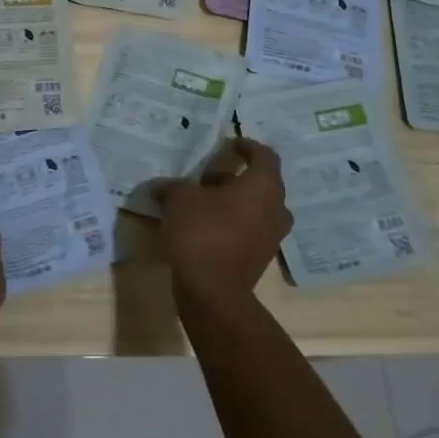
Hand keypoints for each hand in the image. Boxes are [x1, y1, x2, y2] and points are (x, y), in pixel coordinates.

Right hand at [156, 139, 293, 303]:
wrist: (213, 292)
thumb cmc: (201, 233)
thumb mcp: (179, 200)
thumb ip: (173, 186)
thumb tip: (162, 186)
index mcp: (263, 186)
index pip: (265, 155)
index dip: (247, 146)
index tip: (228, 144)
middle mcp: (276, 208)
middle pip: (262, 181)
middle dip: (236, 175)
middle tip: (209, 174)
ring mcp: (272, 235)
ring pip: (257, 206)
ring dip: (234, 199)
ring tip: (204, 199)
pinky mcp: (261, 256)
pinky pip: (251, 227)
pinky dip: (234, 220)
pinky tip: (206, 223)